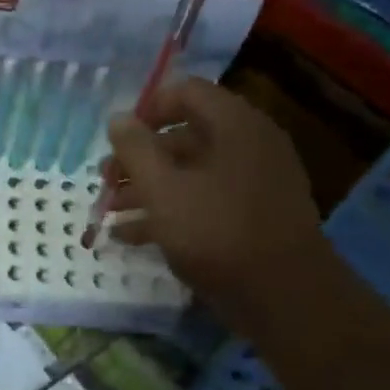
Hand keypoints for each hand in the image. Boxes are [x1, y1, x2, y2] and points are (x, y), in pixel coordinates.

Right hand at [102, 76, 326, 333]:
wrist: (283, 297)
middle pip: (184, 136)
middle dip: (138, 158)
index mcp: (234, 125)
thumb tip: (118, 118)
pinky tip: (131, 236)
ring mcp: (254, 182)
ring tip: (110, 212)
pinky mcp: (252, 216)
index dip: (146, 110)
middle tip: (106, 181)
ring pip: (190, 173)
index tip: (116, 139)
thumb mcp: (162, 188)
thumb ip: (135, 149)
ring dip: (147, 188)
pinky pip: (205, 201)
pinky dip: (170, 211)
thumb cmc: (217, 231)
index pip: (186, 93)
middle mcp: (249, 145)